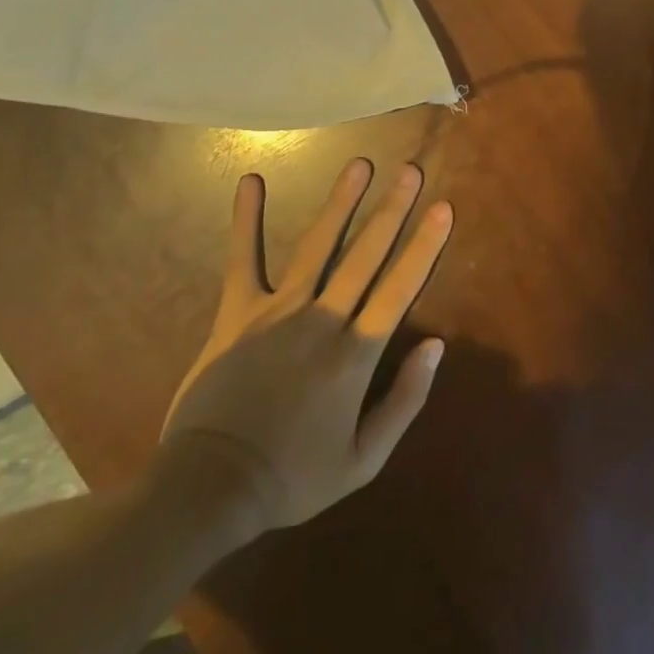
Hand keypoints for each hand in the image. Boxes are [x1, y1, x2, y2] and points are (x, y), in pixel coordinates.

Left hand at [161, 159, 452, 535]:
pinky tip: (251, 180)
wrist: (210, 488)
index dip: (424, 246)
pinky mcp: (238, 312)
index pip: (399, 289)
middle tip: (411, 170)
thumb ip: (404, 401)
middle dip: (392, 210)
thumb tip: (436, 346)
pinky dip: (246, 220)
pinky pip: (243, 259)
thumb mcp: (363, 461)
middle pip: (365, 255)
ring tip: (360, 164)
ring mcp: (278, 310)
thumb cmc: (292, 477)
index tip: (443, 208)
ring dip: (340, 203)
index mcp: (355, 355)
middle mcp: (322, 320)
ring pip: (317, 246)